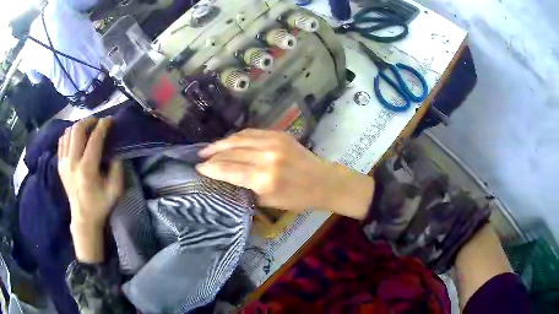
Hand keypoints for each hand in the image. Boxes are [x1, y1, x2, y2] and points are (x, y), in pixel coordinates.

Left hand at [58, 117, 123, 262]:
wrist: (83, 218)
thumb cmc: (100, 204)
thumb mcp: (115, 190)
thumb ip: (118, 168)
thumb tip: (115, 150)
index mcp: (87, 169)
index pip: (95, 138)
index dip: (104, 125)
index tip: (110, 120)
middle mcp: (73, 162)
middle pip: (78, 129)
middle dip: (89, 120)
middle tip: (97, 122)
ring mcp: (64, 163)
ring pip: (68, 132)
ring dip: (79, 127)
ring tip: (87, 129)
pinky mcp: (59, 165)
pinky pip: (62, 141)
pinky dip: (69, 135)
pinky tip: (76, 138)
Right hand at [197, 129, 373, 217]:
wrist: (323, 181)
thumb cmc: (297, 198)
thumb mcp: (268, 201)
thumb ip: (245, 188)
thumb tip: (224, 178)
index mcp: (264, 179)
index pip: (229, 170)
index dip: (211, 168)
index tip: (198, 169)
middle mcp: (267, 157)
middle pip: (231, 152)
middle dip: (213, 155)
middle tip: (200, 158)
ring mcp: (274, 142)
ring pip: (239, 138)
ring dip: (221, 143)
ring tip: (208, 148)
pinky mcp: (279, 134)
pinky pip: (251, 133)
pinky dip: (237, 137)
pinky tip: (228, 141)